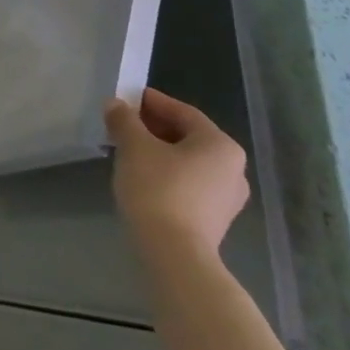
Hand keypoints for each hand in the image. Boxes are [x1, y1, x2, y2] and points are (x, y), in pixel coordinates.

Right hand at [104, 88, 248, 261]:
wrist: (173, 252)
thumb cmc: (158, 188)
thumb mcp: (134, 146)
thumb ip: (124, 120)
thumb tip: (116, 105)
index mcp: (220, 145)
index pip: (183, 112)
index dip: (152, 102)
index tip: (126, 98)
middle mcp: (233, 168)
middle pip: (188, 136)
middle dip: (153, 127)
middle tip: (122, 124)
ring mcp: (227, 197)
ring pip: (188, 161)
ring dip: (158, 151)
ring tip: (127, 150)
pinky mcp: (215, 218)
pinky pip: (189, 183)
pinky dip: (166, 173)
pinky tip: (142, 177)